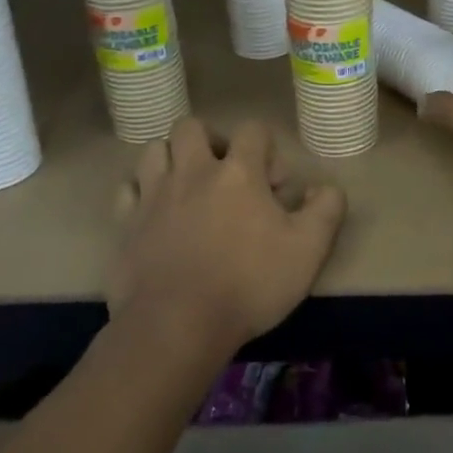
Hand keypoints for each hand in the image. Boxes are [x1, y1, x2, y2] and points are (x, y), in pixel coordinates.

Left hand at [109, 116, 346, 357]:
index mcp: (239, 172)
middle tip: (224, 174)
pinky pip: (127, 189)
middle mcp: (193, 171)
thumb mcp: (309, 250)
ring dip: (172, 159)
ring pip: (154, 149)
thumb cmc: (249, 284)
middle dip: (210, 141)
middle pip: (192, 126)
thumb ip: (326, 209)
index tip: (274, 186)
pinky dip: (140, 193)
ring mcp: (154, 195)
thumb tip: (324, 187)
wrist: (178, 326)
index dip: (267, 149)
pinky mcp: (125, 223)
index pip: (254, 130)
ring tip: (186, 187)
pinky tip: (154, 212)